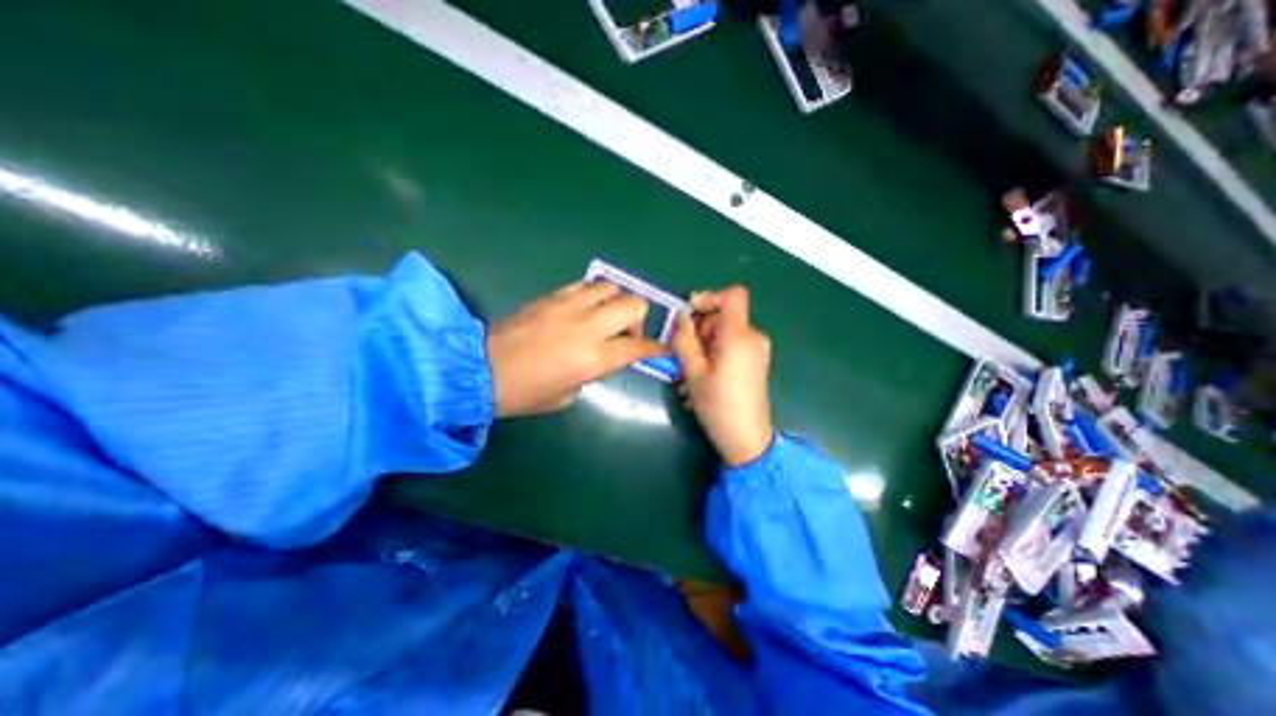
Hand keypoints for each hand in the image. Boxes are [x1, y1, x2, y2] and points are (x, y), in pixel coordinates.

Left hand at [486, 279, 667, 412]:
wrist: (480, 370)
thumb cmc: (526, 393)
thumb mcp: (569, 394)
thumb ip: (594, 372)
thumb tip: (605, 357)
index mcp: (593, 359)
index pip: (639, 347)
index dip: (656, 348)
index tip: (661, 350)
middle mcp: (587, 327)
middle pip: (634, 304)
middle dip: (639, 320)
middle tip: (625, 334)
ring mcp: (569, 306)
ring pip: (611, 288)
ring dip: (615, 303)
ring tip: (603, 318)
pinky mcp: (552, 296)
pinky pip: (585, 285)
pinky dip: (593, 295)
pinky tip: (584, 309)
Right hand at [670, 289, 772, 466]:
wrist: (747, 440)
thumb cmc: (718, 406)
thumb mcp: (693, 372)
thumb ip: (684, 339)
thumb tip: (681, 317)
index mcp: (739, 336)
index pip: (733, 295)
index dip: (709, 298)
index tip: (689, 316)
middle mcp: (753, 337)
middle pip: (722, 317)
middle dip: (698, 332)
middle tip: (681, 356)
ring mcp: (756, 351)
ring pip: (723, 335)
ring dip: (701, 348)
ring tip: (687, 376)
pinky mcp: (755, 363)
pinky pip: (730, 348)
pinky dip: (713, 357)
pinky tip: (700, 380)